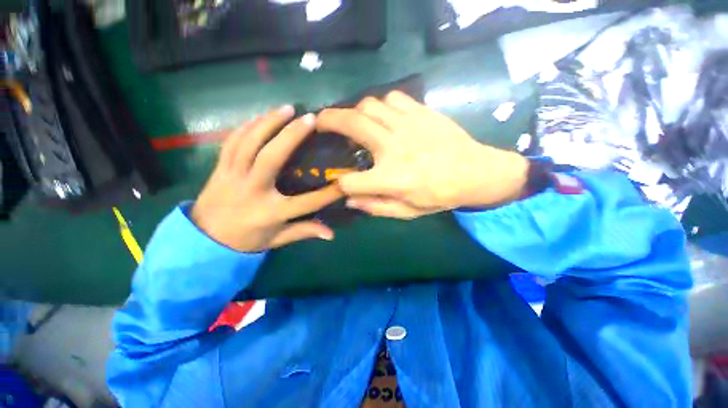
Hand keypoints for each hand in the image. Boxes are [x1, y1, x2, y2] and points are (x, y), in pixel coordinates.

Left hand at [191, 106, 342, 251]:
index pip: (306, 202)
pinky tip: (261, 117)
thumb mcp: (277, 239)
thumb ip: (304, 232)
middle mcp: (252, 191)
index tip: (345, 180)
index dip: (328, 193)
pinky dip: (246, 126)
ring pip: (248, 143)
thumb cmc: (246, 240)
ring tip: (287, 108)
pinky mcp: (220, 168)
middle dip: (291, 135)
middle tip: (310, 118)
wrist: (204, 239)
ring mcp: (232, 176)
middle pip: (271, 158)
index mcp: (270, 213)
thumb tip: (331, 234)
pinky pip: (231, 141)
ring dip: (268, 122)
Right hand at [316, 92, 529, 218]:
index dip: (339, 184)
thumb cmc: (441, 196)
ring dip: (356, 112)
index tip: (340, 182)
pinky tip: (385, 117)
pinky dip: (382, 106)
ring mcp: (408, 125)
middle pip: (351, 125)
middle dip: (328, 120)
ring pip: (369, 105)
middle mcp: (395, 148)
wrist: (477, 172)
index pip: (349, 181)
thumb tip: (350, 199)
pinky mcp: (421, 112)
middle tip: (319, 121)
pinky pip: (392, 98)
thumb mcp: (408, 212)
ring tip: (357, 122)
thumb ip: (376, 207)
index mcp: (393, 179)